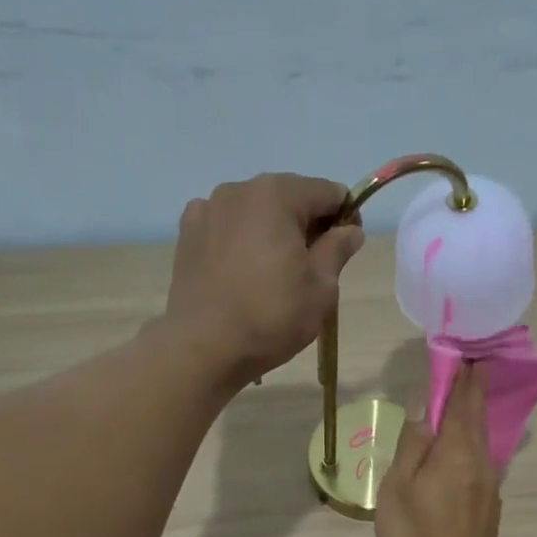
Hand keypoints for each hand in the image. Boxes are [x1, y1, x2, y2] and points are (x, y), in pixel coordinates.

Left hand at [163, 173, 363, 382]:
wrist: (205, 347)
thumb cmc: (272, 316)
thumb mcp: (321, 288)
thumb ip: (337, 250)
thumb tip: (350, 231)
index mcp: (277, 195)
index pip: (328, 192)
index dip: (345, 217)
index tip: (346, 249)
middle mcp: (239, 189)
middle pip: (288, 198)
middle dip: (305, 225)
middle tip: (311, 268)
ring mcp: (207, 210)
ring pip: (254, 212)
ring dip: (270, 232)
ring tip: (272, 273)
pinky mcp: (186, 235)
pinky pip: (224, 228)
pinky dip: (238, 241)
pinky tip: (240, 271)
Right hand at [376, 364, 502, 536]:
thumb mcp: (399, 489)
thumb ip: (412, 445)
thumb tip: (422, 406)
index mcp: (457, 451)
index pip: (463, 401)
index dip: (463, 375)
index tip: (465, 350)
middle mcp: (481, 462)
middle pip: (478, 417)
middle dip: (474, 388)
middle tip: (470, 362)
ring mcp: (490, 485)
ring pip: (482, 439)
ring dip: (473, 415)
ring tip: (463, 398)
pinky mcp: (489, 506)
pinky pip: (481, 461)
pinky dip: (472, 442)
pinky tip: (461, 446)